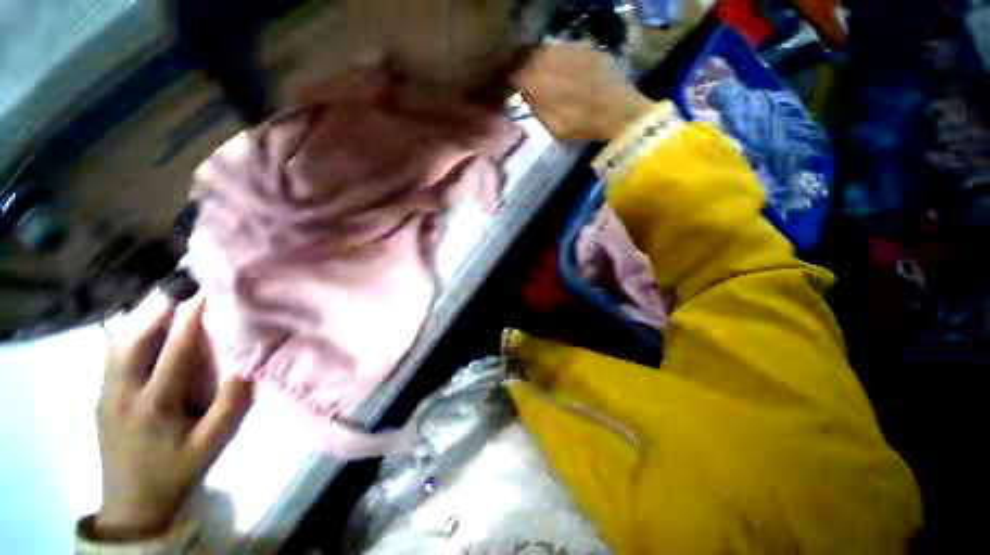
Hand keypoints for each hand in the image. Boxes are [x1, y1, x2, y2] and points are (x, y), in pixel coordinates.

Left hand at [95, 295, 252, 540]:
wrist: (131, 502)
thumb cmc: (176, 470)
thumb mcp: (212, 444)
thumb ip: (231, 405)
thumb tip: (246, 366)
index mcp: (154, 404)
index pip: (175, 350)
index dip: (192, 318)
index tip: (207, 293)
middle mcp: (123, 392)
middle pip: (133, 338)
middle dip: (157, 309)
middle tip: (182, 288)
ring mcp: (106, 393)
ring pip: (117, 343)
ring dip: (140, 317)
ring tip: (164, 301)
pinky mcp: (101, 396)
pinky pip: (113, 354)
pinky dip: (129, 333)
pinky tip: (143, 329)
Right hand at [514, 42, 653, 141]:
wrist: (620, 113)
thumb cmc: (583, 126)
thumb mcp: (553, 127)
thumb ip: (537, 108)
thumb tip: (525, 92)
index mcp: (542, 83)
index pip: (516, 72)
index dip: (510, 77)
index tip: (509, 84)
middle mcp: (553, 60)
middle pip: (528, 54)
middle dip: (522, 63)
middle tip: (522, 74)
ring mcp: (572, 50)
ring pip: (546, 47)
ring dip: (538, 57)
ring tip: (540, 69)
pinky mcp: (587, 48)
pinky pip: (565, 47)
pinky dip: (558, 55)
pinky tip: (562, 67)